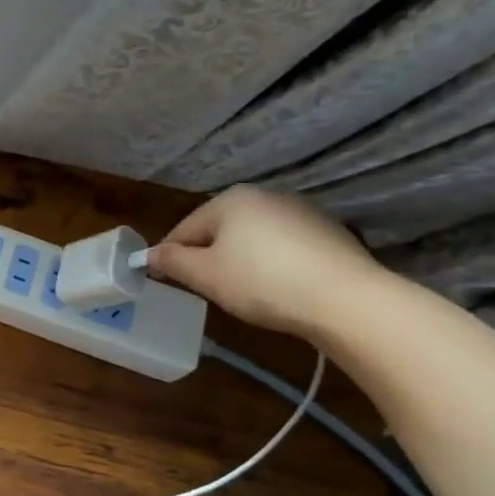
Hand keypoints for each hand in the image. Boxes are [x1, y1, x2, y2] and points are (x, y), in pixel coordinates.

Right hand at [148, 186, 387, 340]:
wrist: (345, 299)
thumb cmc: (261, 282)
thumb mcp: (204, 275)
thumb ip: (171, 261)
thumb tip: (148, 254)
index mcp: (230, 199)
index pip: (184, 228)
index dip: (169, 256)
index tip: (165, 281)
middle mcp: (265, 196)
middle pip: (219, 230)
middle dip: (207, 257)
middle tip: (205, 290)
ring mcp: (301, 212)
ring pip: (251, 238)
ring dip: (239, 261)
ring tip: (242, 292)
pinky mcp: (328, 233)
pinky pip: (282, 248)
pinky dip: (271, 264)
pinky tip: (276, 288)